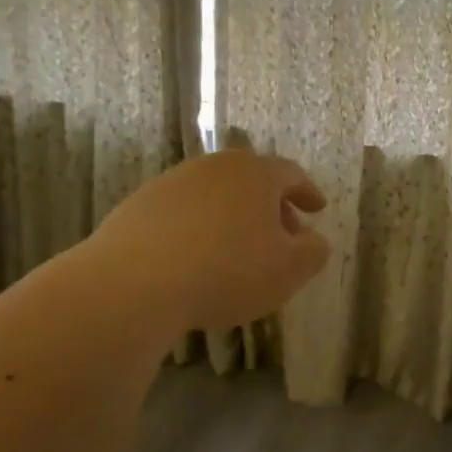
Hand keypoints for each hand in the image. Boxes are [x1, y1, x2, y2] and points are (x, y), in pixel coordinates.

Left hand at [83, 150, 331, 332]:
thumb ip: (312, 253)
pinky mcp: (139, 206)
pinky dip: (198, 228)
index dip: (307, 192)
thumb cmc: (227, 271)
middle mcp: (215, 167)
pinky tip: (196, 257)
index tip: (318, 209)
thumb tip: (316, 240)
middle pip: (251, 179)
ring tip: (238, 249)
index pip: (291, 174)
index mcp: (256, 174)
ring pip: (215, 194)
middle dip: (271, 206)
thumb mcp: (288, 271)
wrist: (133, 283)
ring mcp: (173, 183)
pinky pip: (183, 212)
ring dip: (233, 216)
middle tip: (282, 233)